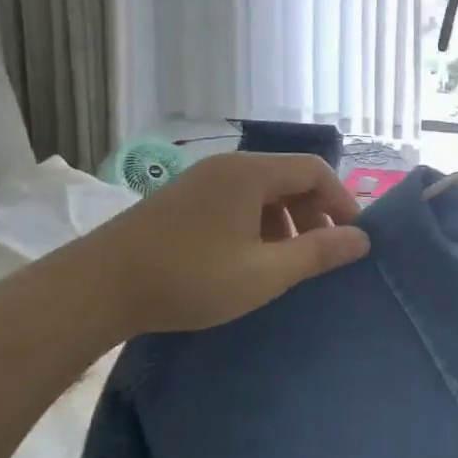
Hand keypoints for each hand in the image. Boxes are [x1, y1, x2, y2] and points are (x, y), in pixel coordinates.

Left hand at [85, 152, 369, 336]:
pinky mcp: (180, 202)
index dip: (341, 201)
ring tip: (286, 262)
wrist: (95, 290)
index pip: (314, 170)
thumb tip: (361, 240)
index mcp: (250, 173)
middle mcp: (227, 167)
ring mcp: (200, 183)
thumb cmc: (189, 278)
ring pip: (262, 193)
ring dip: (285, 222)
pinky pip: (236, 203)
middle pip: (288, 178)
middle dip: (314, 213)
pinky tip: (248, 261)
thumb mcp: (263, 273)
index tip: (352, 238)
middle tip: (321, 253)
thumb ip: (317, 254)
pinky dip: (256, 226)